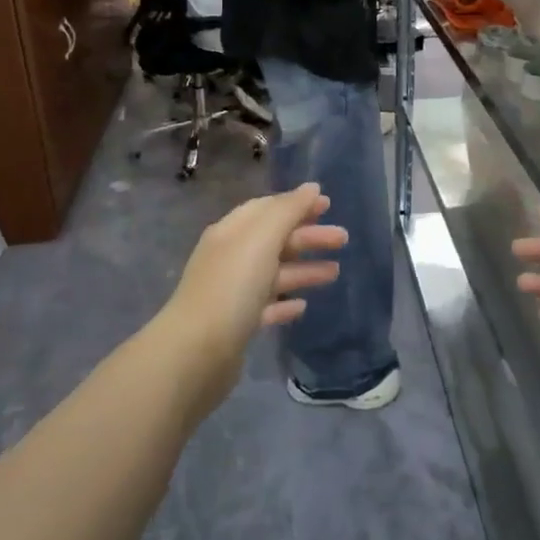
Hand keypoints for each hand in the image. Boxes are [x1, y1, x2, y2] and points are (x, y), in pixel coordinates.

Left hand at [155, 184, 347, 411]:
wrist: (197, 352)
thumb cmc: (232, 286)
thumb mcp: (262, 239)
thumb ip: (288, 211)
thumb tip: (311, 187)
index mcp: (232, 232)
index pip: (267, 209)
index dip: (297, 204)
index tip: (328, 205)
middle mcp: (230, 258)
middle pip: (274, 240)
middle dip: (309, 237)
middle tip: (343, 239)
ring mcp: (232, 293)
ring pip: (274, 273)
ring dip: (304, 269)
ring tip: (336, 273)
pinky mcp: (237, 325)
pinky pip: (266, 306)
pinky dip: (286, 302)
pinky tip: (303, 306)